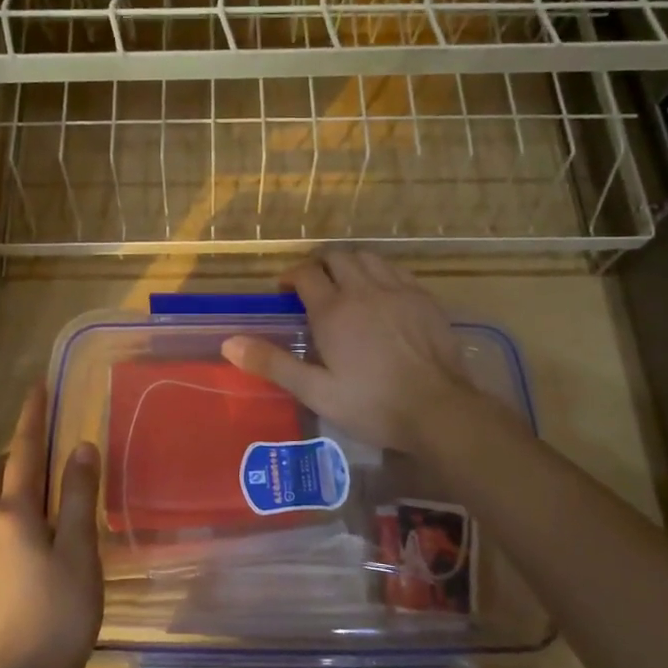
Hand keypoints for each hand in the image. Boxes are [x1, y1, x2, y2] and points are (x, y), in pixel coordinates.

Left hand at [0, 382, 102, 667]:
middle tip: (43, 445)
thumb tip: (79, 446)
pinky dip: (4, 506)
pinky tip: (29, 526)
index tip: (37, 386)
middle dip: (13, 450)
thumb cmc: (61, 609)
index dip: (32, 417)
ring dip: (6, 479)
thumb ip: (78, 495)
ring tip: (38, 484)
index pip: (23, 451)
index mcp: (13, 513)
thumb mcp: (79, 548)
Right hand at [222, 251, 479, 452]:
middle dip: (319, 265)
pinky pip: (395, 270)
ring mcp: (397, 290)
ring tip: (345, 284)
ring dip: (350, 264)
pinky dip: (380, 272)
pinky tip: (380, 293)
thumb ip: (272, 363)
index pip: (306, 273)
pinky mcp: (423, 297)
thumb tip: (229, 343)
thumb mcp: (315, 391)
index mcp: (333, 310)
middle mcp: (363, 290)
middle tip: (313, 286)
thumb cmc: (372, 404)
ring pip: (367, 257)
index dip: (292, 276)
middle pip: (336, 257)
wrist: (438, 409)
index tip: (286, 291)